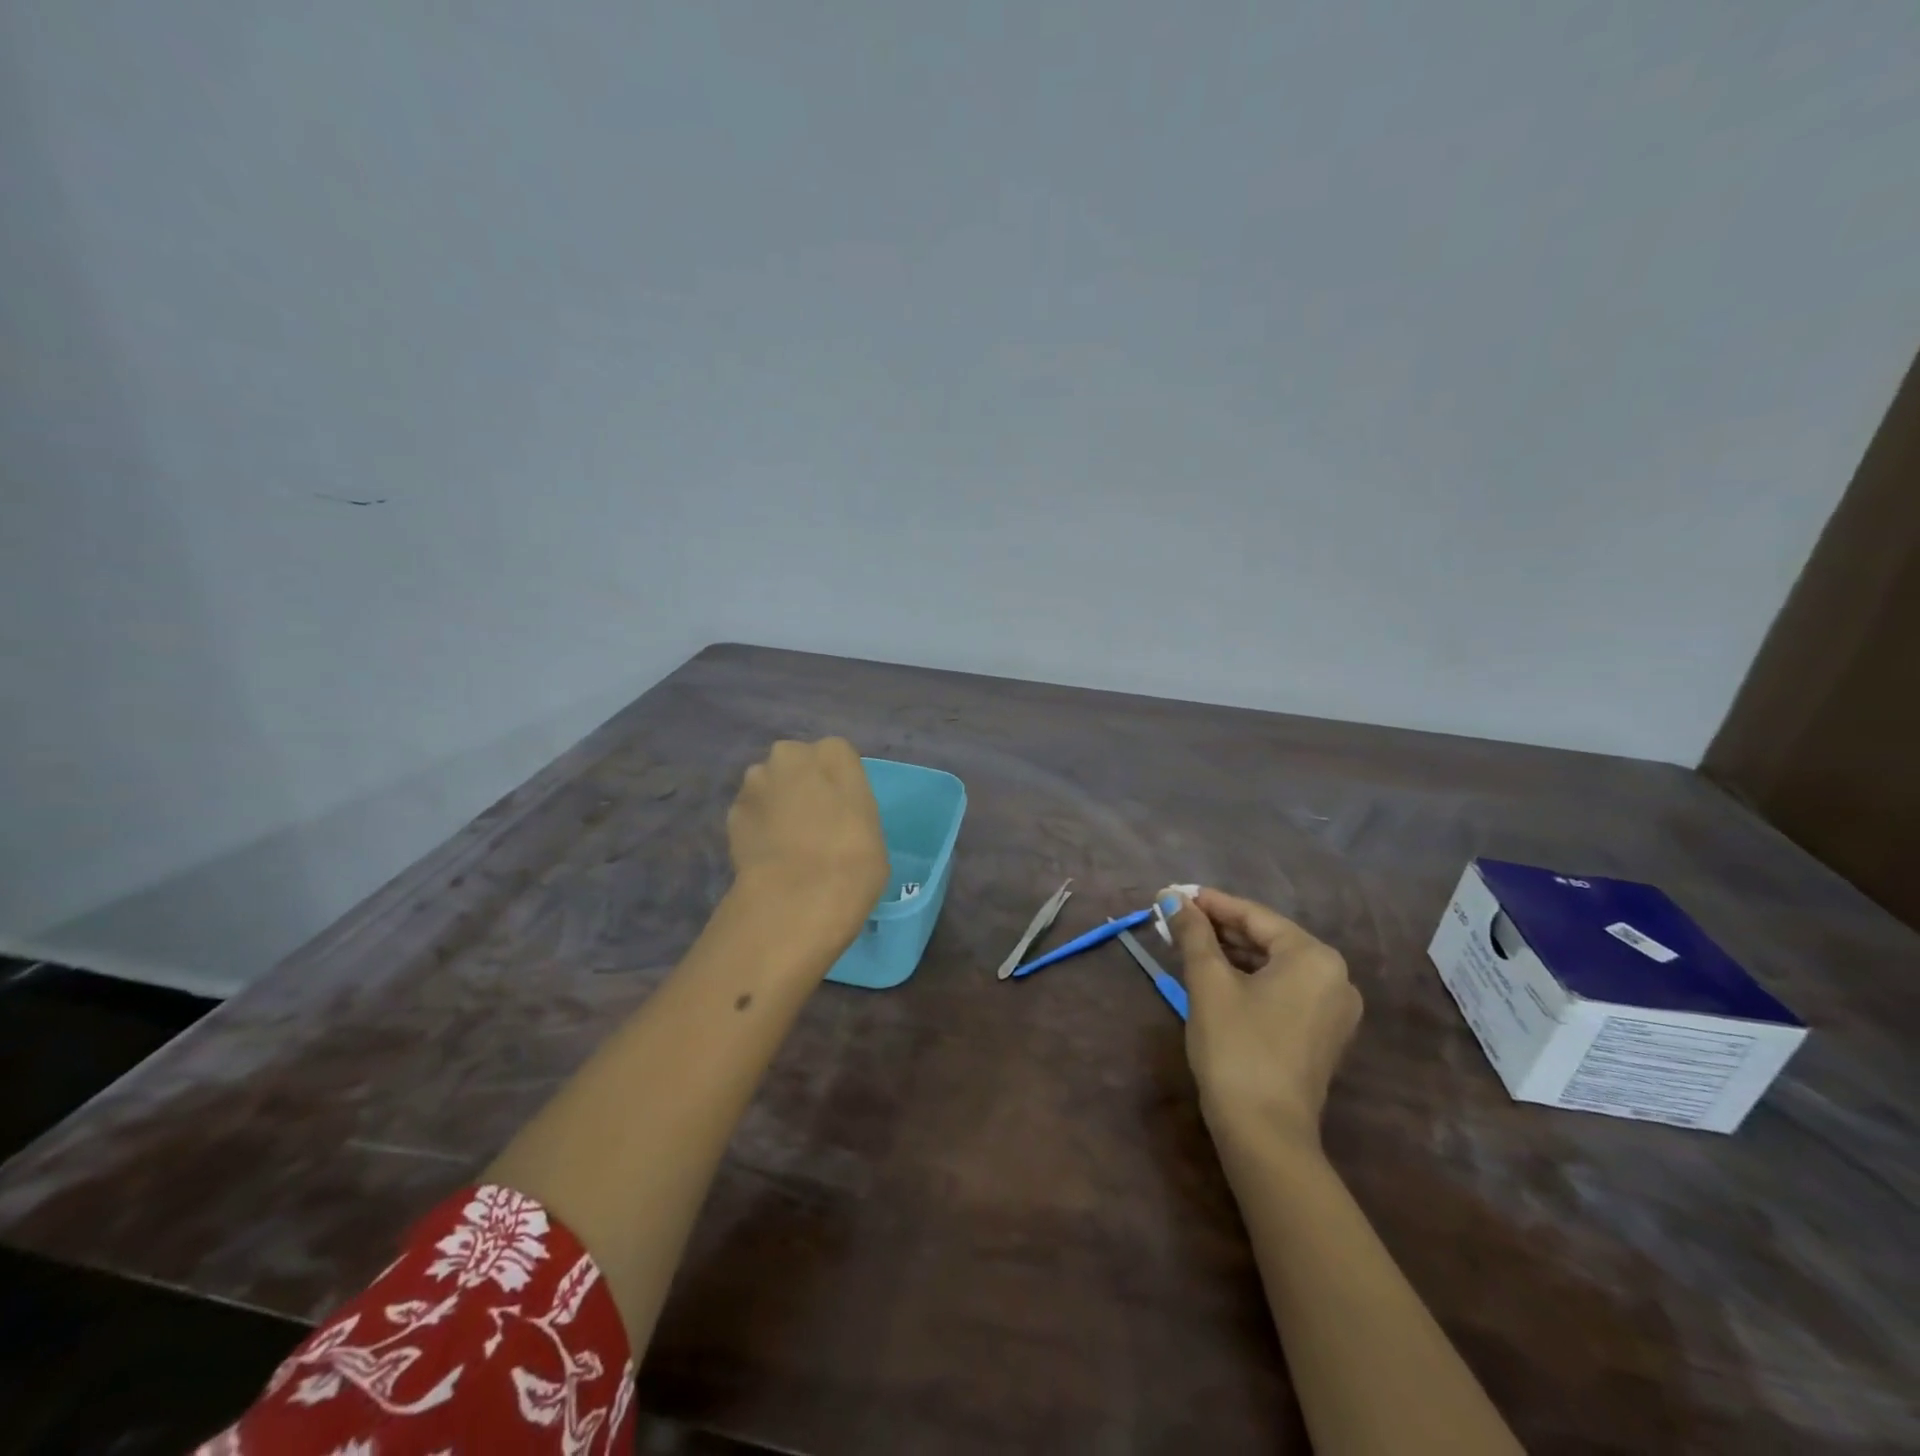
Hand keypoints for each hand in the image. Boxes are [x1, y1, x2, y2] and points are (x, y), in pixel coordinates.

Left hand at [726, 738, 888, 950]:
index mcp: (833, 753)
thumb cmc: (854, 859)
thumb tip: (835, 816)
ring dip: (775, 803)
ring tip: (787, 841)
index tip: (842, 809)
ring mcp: (755, 782)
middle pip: (796, 763)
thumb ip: (849, 807)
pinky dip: (757, 827)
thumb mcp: (871, 827)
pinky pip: (750, 814)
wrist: (800, 895)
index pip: (837, 756)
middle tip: (814, 821)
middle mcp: (790, 754)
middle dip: (801, 784)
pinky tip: (768, 855)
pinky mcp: (731, 812)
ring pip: (768, 786)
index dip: (838, 782)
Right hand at [1167, 888, 1361, 1149]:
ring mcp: (1333, 1009)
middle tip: (1176, 918)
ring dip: (1231, 953)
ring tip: (1189, 943)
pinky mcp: (1322, 1034)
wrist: (1265, 1133)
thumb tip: (1171, 896)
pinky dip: (1249, 978)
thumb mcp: (1208, 982)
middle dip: (1219, 928)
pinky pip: (1283, 990)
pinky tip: (1216, 975)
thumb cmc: (1236, 1047)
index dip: (1210, 903)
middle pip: (1267, 938)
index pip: (1254, 915)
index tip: (1174, 894)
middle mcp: (1334, 977)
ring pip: (1274, 965)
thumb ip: (1192, 933)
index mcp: (1314, 957)